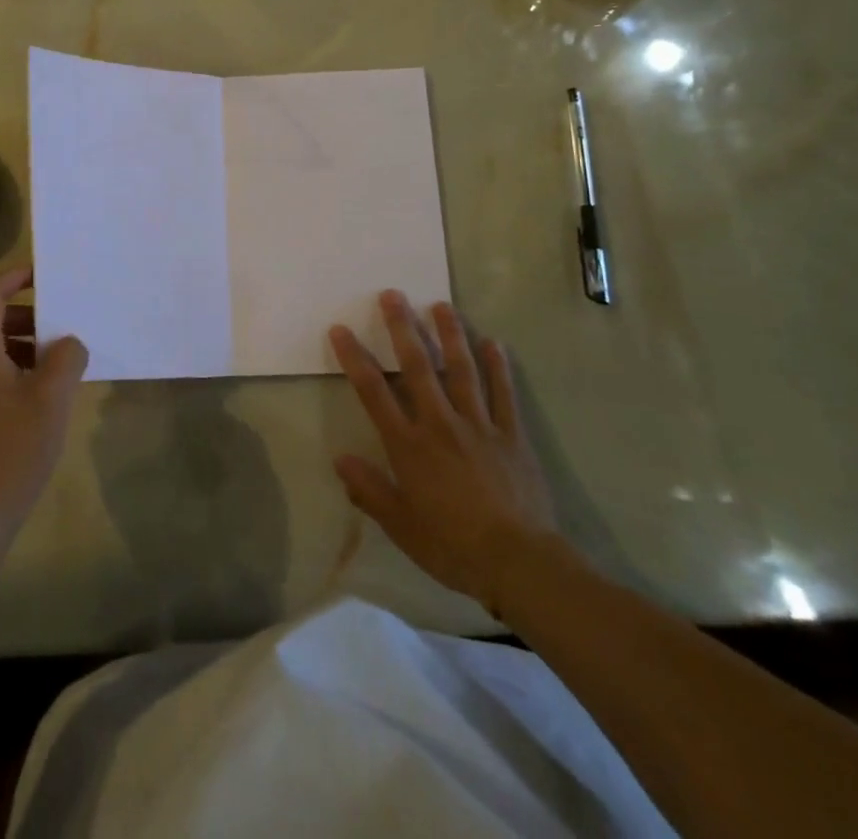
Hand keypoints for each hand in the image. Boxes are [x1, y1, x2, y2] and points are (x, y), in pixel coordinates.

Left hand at [0, 268, 87, 547]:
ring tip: (60, 365)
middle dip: (28, 317)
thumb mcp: (52, 397)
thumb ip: (66, 357)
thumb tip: (68, 344)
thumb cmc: (13, 449)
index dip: (13, 277)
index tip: (43, 276)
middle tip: (62, 328)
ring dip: (26, 346)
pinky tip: (45, 397)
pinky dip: (19, 371)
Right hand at [330, 290, 566, 615]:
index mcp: (409, 445)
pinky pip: (504, 394)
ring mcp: (479, 425)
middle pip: (418, 367)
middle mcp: (440, 424)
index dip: (355, 358)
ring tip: (441, 304)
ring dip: (450, 334)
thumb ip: (369, 490)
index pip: (374, 392)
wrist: (518, 563)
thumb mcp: (400, 526)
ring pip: (462, 369)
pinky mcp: (512, 435)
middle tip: (393, 294)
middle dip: (402, 327)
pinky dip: (499, 367)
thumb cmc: (452, 546)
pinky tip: (494, 343)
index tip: (341, 329)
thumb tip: (340, 459)